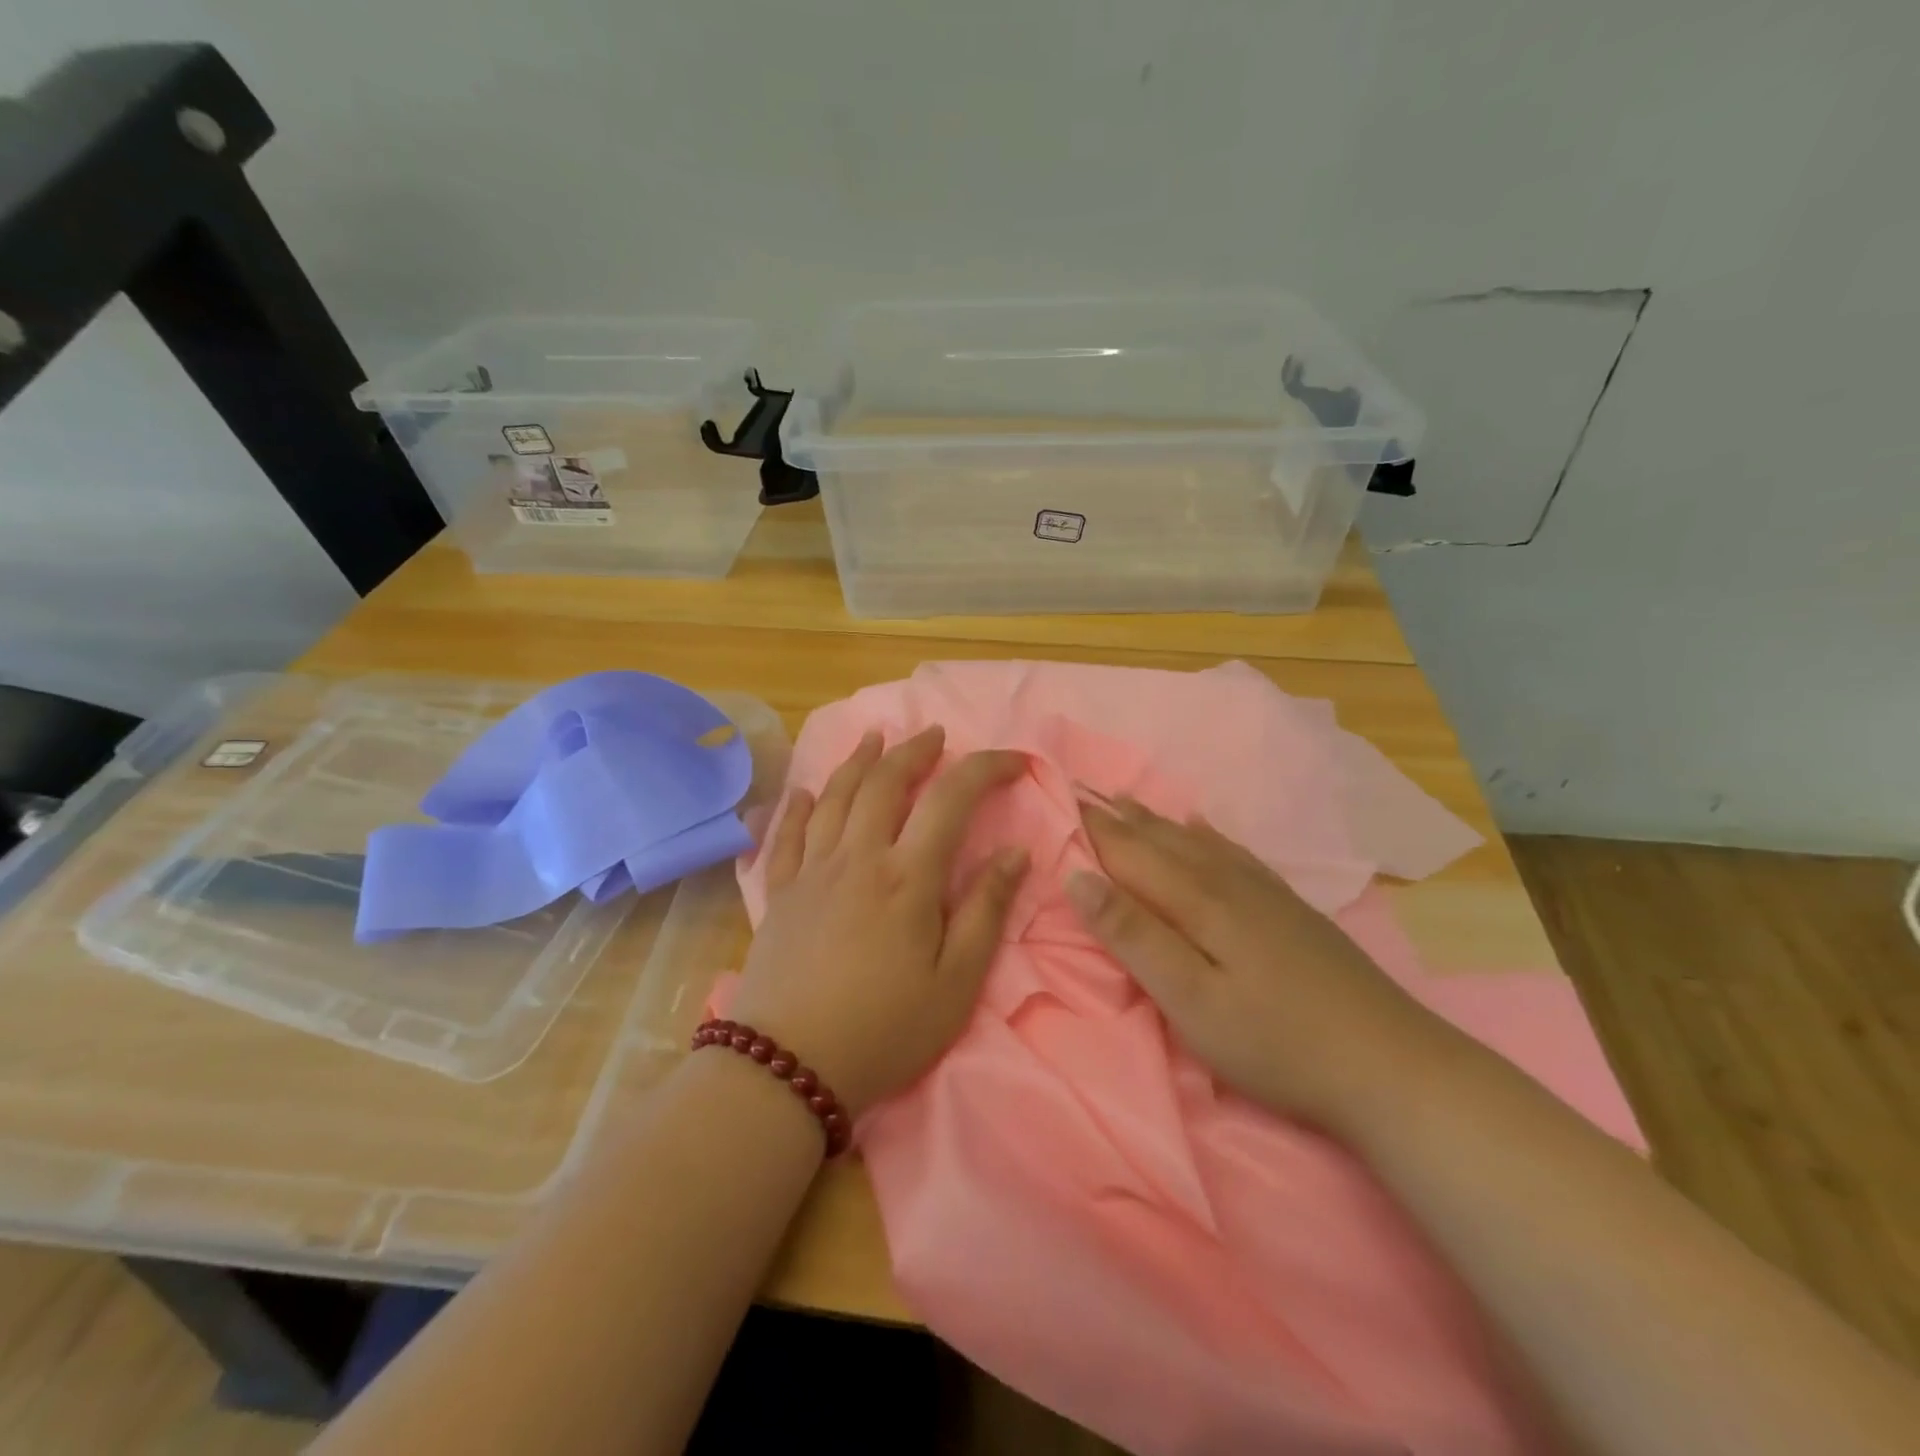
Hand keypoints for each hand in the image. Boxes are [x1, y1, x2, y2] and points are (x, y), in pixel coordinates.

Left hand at [728, 726, 1028, 1119]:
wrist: (788, 1067)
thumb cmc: (885, 1030)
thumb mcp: (955, 983)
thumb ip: (986, 912)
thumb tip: (1015, 852)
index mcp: (907, 877)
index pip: (951, 799)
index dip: (984, 769)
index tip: (1012, 762)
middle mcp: (857, 858)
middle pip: (885, 783)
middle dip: (914, 750)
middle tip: (935, 734)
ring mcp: (811, 871)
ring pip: (835, 797)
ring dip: (858, 761)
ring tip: (875, 738)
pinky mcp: (779, 893)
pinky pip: (787, 834)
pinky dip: (798, 805)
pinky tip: (805, 791)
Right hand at [1066, 796, 1457, 1128]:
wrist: (1390, 1063)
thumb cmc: (1273, 1041)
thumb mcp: (1189, 998)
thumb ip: (1133, 935)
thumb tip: (1078, 877)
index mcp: (1197, 901)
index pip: (1131, 854)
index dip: (1094, 831)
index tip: (1060, 803)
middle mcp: (1227, 882)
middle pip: (1162, 840)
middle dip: (1119, 818)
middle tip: (1083, 793)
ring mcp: (1264, 892)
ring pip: (1196, 841)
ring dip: (1156, 820)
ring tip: (1126, 800)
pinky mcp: (1289, 908)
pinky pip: (1235, 853)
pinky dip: (1209, 834)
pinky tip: (1203, 826)